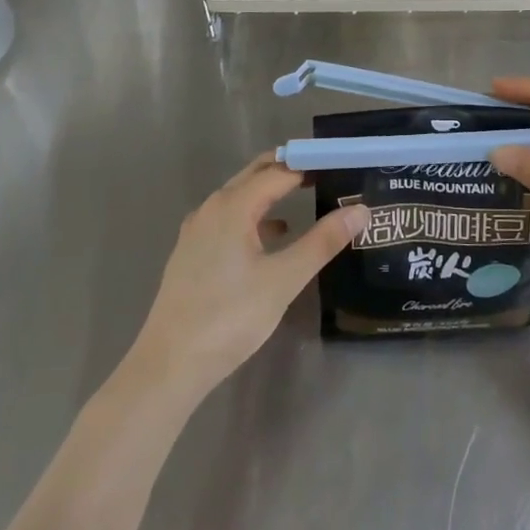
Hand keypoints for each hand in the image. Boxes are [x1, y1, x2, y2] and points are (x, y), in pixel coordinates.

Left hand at [130, 153, 368, 399]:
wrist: (169, 364)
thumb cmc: (230, 317)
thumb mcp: (284, 279)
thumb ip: (322, 242)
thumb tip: (360, 210)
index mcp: (233, 206)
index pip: (279, 171)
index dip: (310, 165)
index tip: (339, 164)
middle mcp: (212, 208)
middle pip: (255, 175)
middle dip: (289, 170)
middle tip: (326, 172)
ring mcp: (197, 230)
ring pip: (240, 196)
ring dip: (271, 192)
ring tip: (305, 198)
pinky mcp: (192, 252)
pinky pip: (229, 218)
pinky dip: (254, 216)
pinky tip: (272, 236)